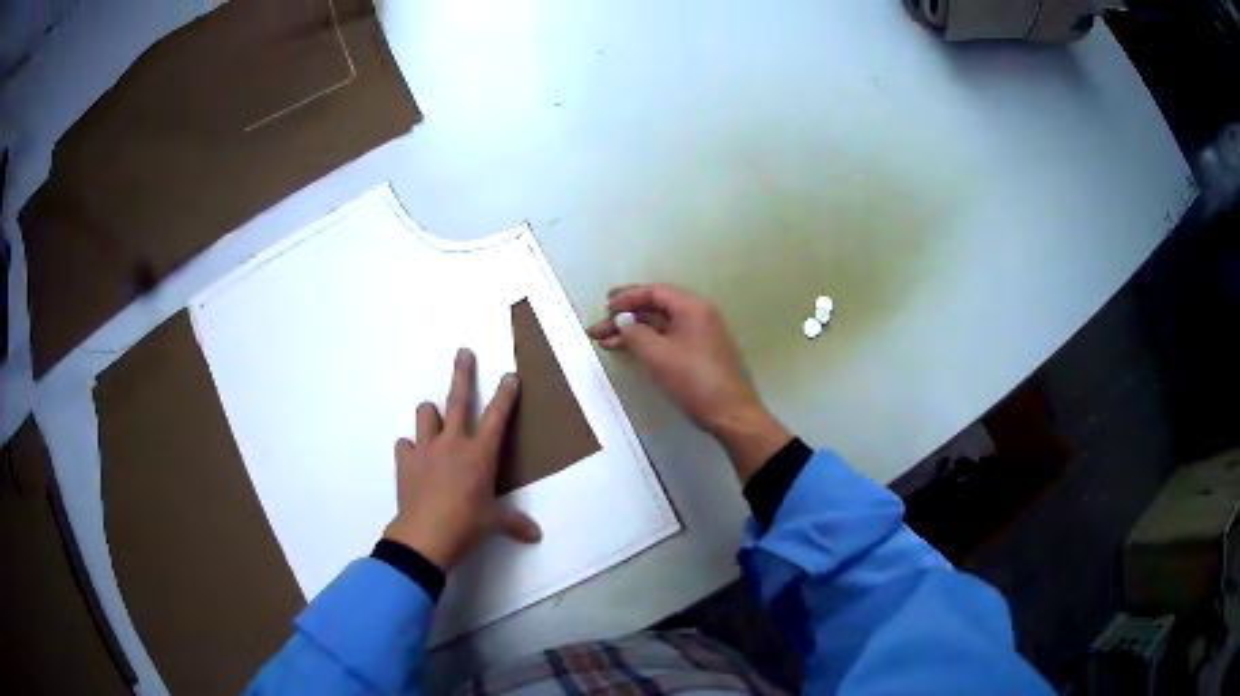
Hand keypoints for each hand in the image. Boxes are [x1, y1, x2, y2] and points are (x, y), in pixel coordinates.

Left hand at [383, 348, 541, 570]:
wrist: (425, 535)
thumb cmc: (467, 525)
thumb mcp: (494, 523)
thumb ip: (514, 522)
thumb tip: (535, 535)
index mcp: (479, 454)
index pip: (497, 417)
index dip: (506, 394)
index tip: (510, 375)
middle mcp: (452, 443)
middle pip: (458, 399)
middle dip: (463, 373)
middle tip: (464, 352)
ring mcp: (425, 449)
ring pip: (425, 413)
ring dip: (431, 414)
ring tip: (434, 421)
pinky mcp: (405, 461)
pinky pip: (404, 445)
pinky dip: (410, 449)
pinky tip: (413, 459)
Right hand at [587, 284, 791, 481]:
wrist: (730, 413)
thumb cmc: (693, 379)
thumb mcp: (657, 354)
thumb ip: (634, 333)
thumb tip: (623, 321)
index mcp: (692, 307)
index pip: (654, 292)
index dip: (627, 298)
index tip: (605, 307)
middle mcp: (698, 315)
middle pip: (656, 308)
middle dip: (625, 317)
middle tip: (598, 327)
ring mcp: (700, 335)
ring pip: (660, 326)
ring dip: (632, 332)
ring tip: (605, 342)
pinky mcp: (699, 354)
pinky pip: (668, 340)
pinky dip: (647, 343)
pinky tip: (628, 351)